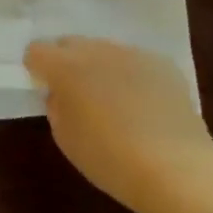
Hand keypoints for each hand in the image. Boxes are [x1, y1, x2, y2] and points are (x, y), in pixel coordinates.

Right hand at [24, 37, 212, 210]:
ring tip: (113, 100)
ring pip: (104, 50)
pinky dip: (131, 75)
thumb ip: (56, 106)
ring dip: (100, 67)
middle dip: (66, 62)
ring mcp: (133, 54)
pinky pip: (135, 62)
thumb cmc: (109, 158)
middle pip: (70, 43)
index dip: (36, 69)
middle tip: (76, 94)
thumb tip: (61, 93)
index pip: (36, 51)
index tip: (45, 89)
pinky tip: (143, 105)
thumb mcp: (64, 137)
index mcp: (65, 67)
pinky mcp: (163, 64)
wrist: (176, 169)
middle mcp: (97, 50)